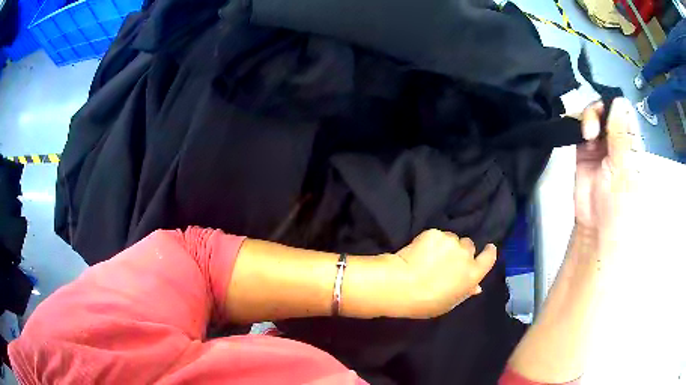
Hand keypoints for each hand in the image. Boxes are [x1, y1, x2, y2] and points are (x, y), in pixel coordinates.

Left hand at [382, 229, 496, 318]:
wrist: (402, 285)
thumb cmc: (427, 303)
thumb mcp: (450, 303)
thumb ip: (465, 291)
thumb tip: (476, 287)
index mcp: (473, 274)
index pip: (489, 257)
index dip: (489, 252)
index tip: (488, 248)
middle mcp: (466, 254)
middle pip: (469, 246)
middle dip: (462, 250)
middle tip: (448, 260)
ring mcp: (450, 241)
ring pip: (452, 238)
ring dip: (446, 245)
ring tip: (431, 256)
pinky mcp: (434, 233)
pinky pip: (437, 235)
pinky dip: (431, 241)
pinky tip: (420, 251)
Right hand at [575, 98, 637, 237]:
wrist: (598, 228)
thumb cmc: (620, 205)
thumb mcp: (626, 170)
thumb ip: (622, 136)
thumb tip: (618, 101)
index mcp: (632, 143)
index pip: (625, 111)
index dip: (616, 105)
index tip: (608, 114)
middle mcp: (617, 140)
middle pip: (607, 108)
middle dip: (600, 110)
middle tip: (594, 129)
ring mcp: (601, 145)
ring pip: (594, 115)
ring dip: (589, 117)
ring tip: (588, 136)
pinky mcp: (585, 151)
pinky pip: (580, 128)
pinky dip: (577, 125)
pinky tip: (581, 135)